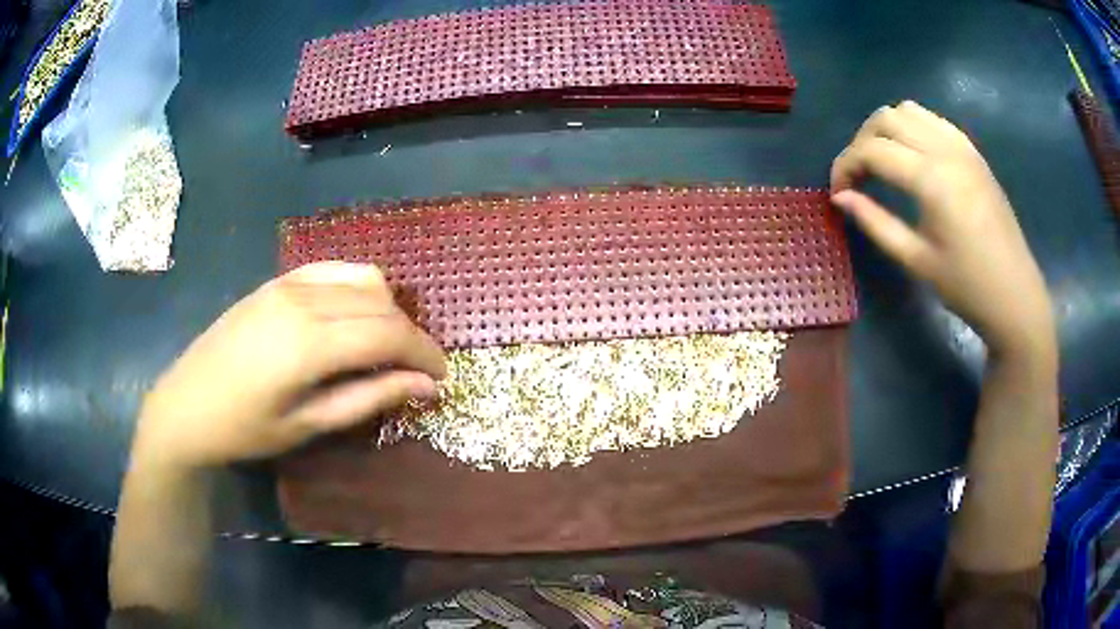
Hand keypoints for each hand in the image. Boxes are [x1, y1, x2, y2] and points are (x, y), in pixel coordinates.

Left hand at [133, 262, 446, 468]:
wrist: (185, 406)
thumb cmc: (245, 429)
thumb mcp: (309, 425)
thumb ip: (369, 398)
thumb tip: (426, 386)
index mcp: (309, 343)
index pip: (389, 332)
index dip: (425, 352)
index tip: (443, 376)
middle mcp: (302, 299)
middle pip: (381, 300)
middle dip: (410, 332)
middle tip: (417, 369)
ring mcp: (287, 283)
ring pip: (361, 277)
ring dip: (386, 308)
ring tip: (385, 345)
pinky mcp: (276, 281)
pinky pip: (332, 270)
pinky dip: (356, 289)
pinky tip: (352, 318)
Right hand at [831, 101, 1054, 357]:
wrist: (1015, 295)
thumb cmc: (966, 287)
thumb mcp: (916, 260)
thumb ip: (875, 223)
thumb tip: (840, 198)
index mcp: (930, 179)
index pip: (872, 150)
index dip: (845, 166)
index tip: (838, 192)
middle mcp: (945, 150)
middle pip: (886, 119)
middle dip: (861, 142)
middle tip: (858, 176)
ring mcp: (962, 147)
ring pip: (909, 110)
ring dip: (886, 128)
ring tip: (882, 161)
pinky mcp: (973, 152)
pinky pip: (933, 120)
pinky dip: (912, 127)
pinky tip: (912, 156)